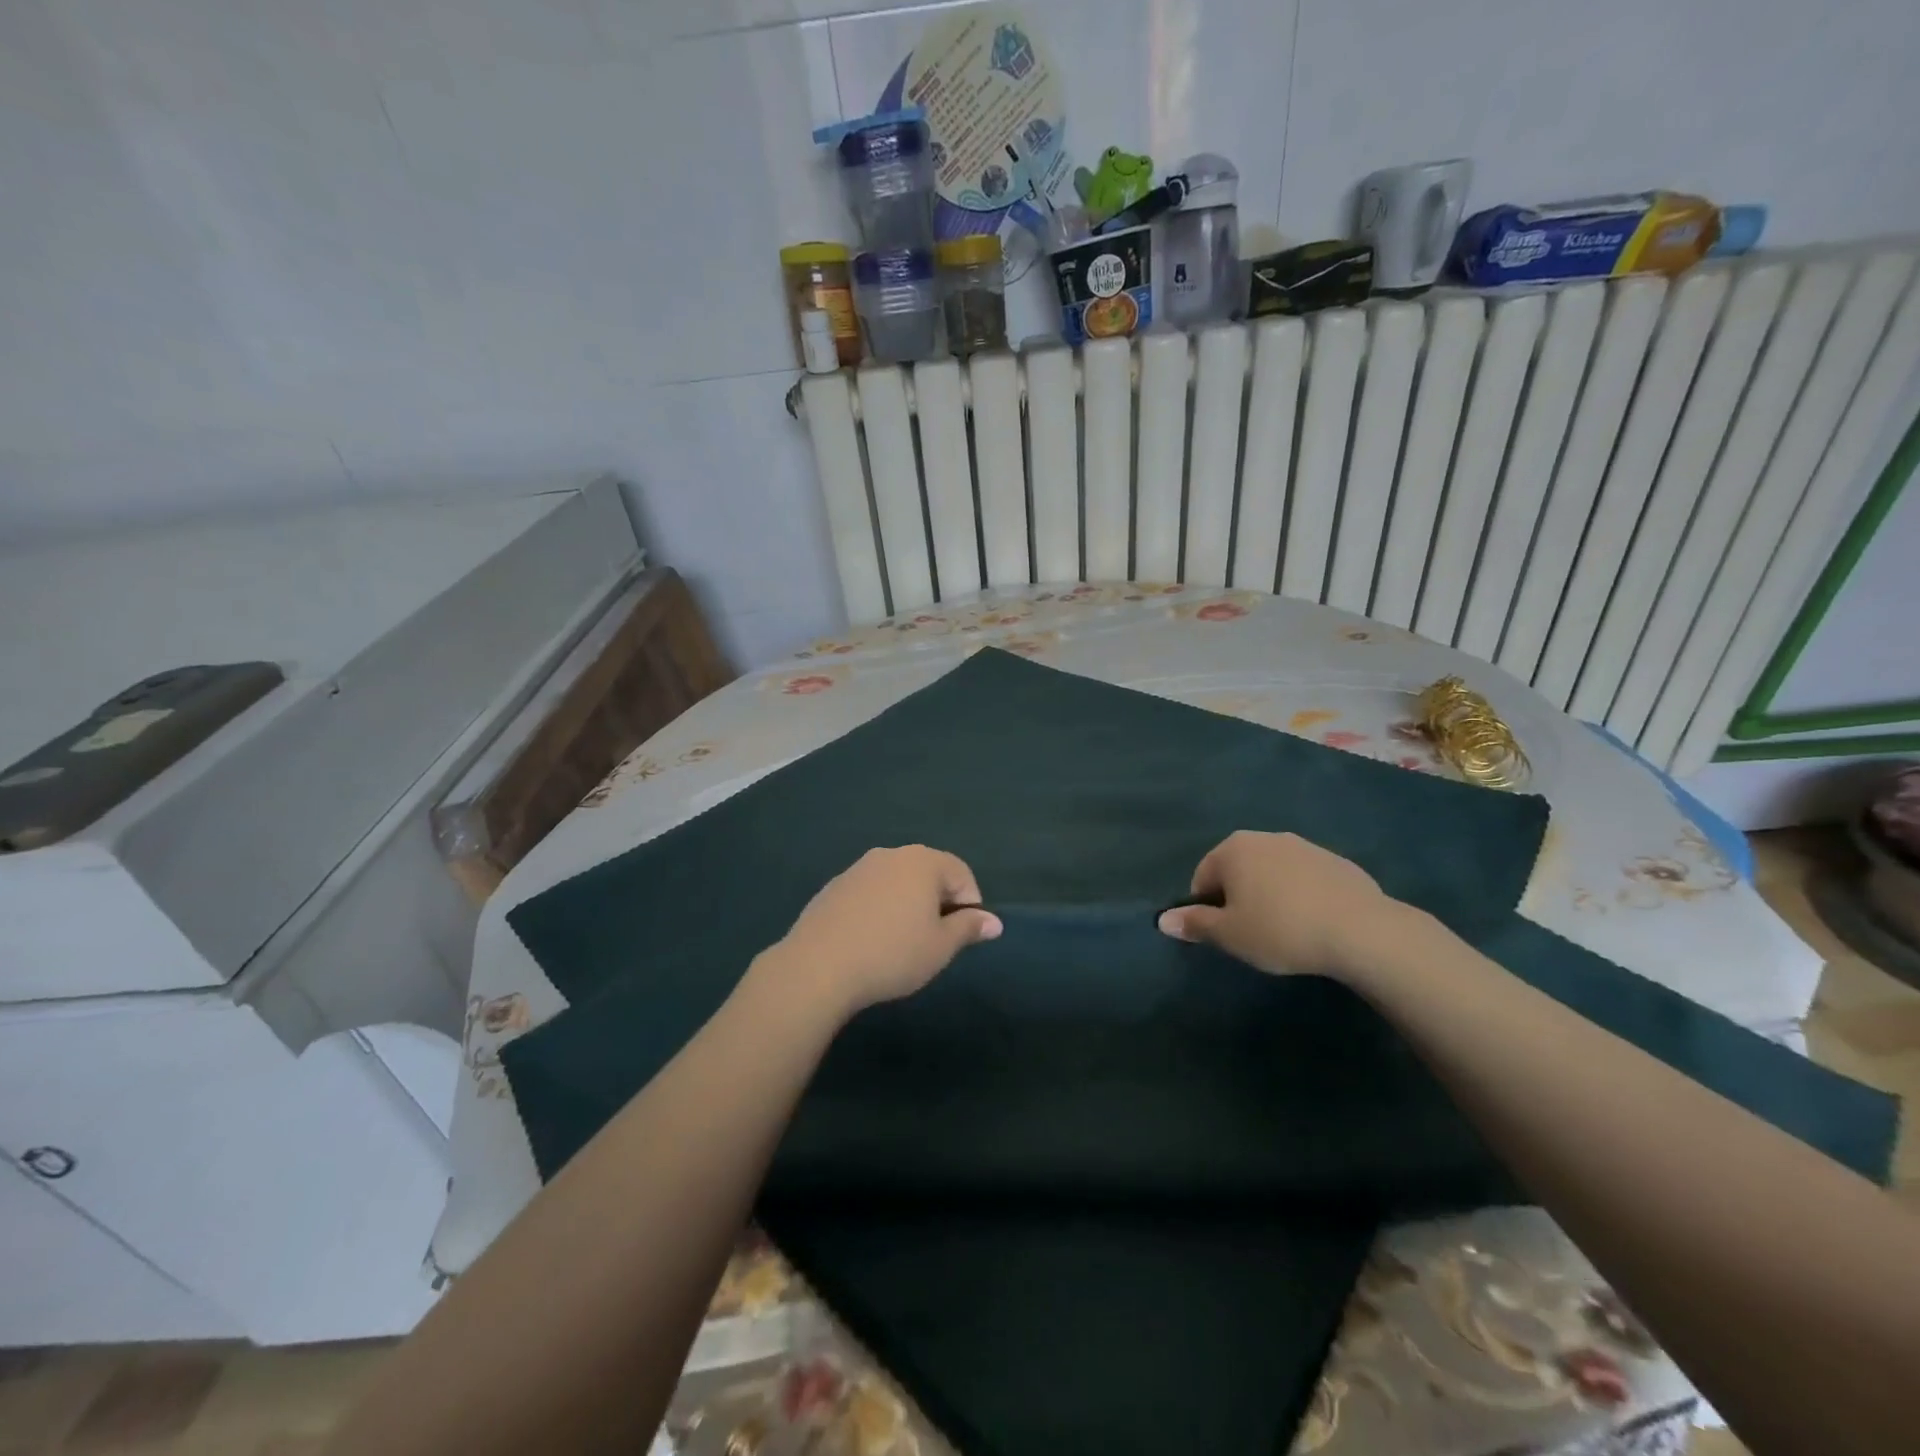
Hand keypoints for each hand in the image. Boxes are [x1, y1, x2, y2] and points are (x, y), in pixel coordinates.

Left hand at [768, 846, 1001, 1013]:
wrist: (818, 967)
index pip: (961, 873)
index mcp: (922, 862)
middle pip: (927, 873)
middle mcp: (891, 855)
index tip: (962, 936)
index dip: (970, 904)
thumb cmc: (892, 954)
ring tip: (901, 942)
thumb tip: (994, 922)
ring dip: (907, 904)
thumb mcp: (940, 947)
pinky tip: (870, 941)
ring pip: (896, 882)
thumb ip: (969, 928)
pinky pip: (869, 893)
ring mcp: (858, 868)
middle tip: (935, 940)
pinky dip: (878, 909)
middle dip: (938, 902)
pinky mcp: (833, 887)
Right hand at [1157, 831, 1398, 978]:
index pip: (1203, 877)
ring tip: (1285, 931)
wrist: (1362, 931)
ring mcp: (1305, 846)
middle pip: (1237, 870)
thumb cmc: (1281, 929)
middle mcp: (1266, 837)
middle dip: (1239, 898)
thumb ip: (1194, 923)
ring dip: (1270, 896)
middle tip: (1252, 934)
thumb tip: (1162, 920)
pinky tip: (1314, 924)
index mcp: (1234, 849)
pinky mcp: (1337, 861)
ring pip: (1272, 873)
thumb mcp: (1230, 934)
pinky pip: (1304, 879)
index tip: (1225, 935)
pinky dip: (1301, 896)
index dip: (1207, 909)